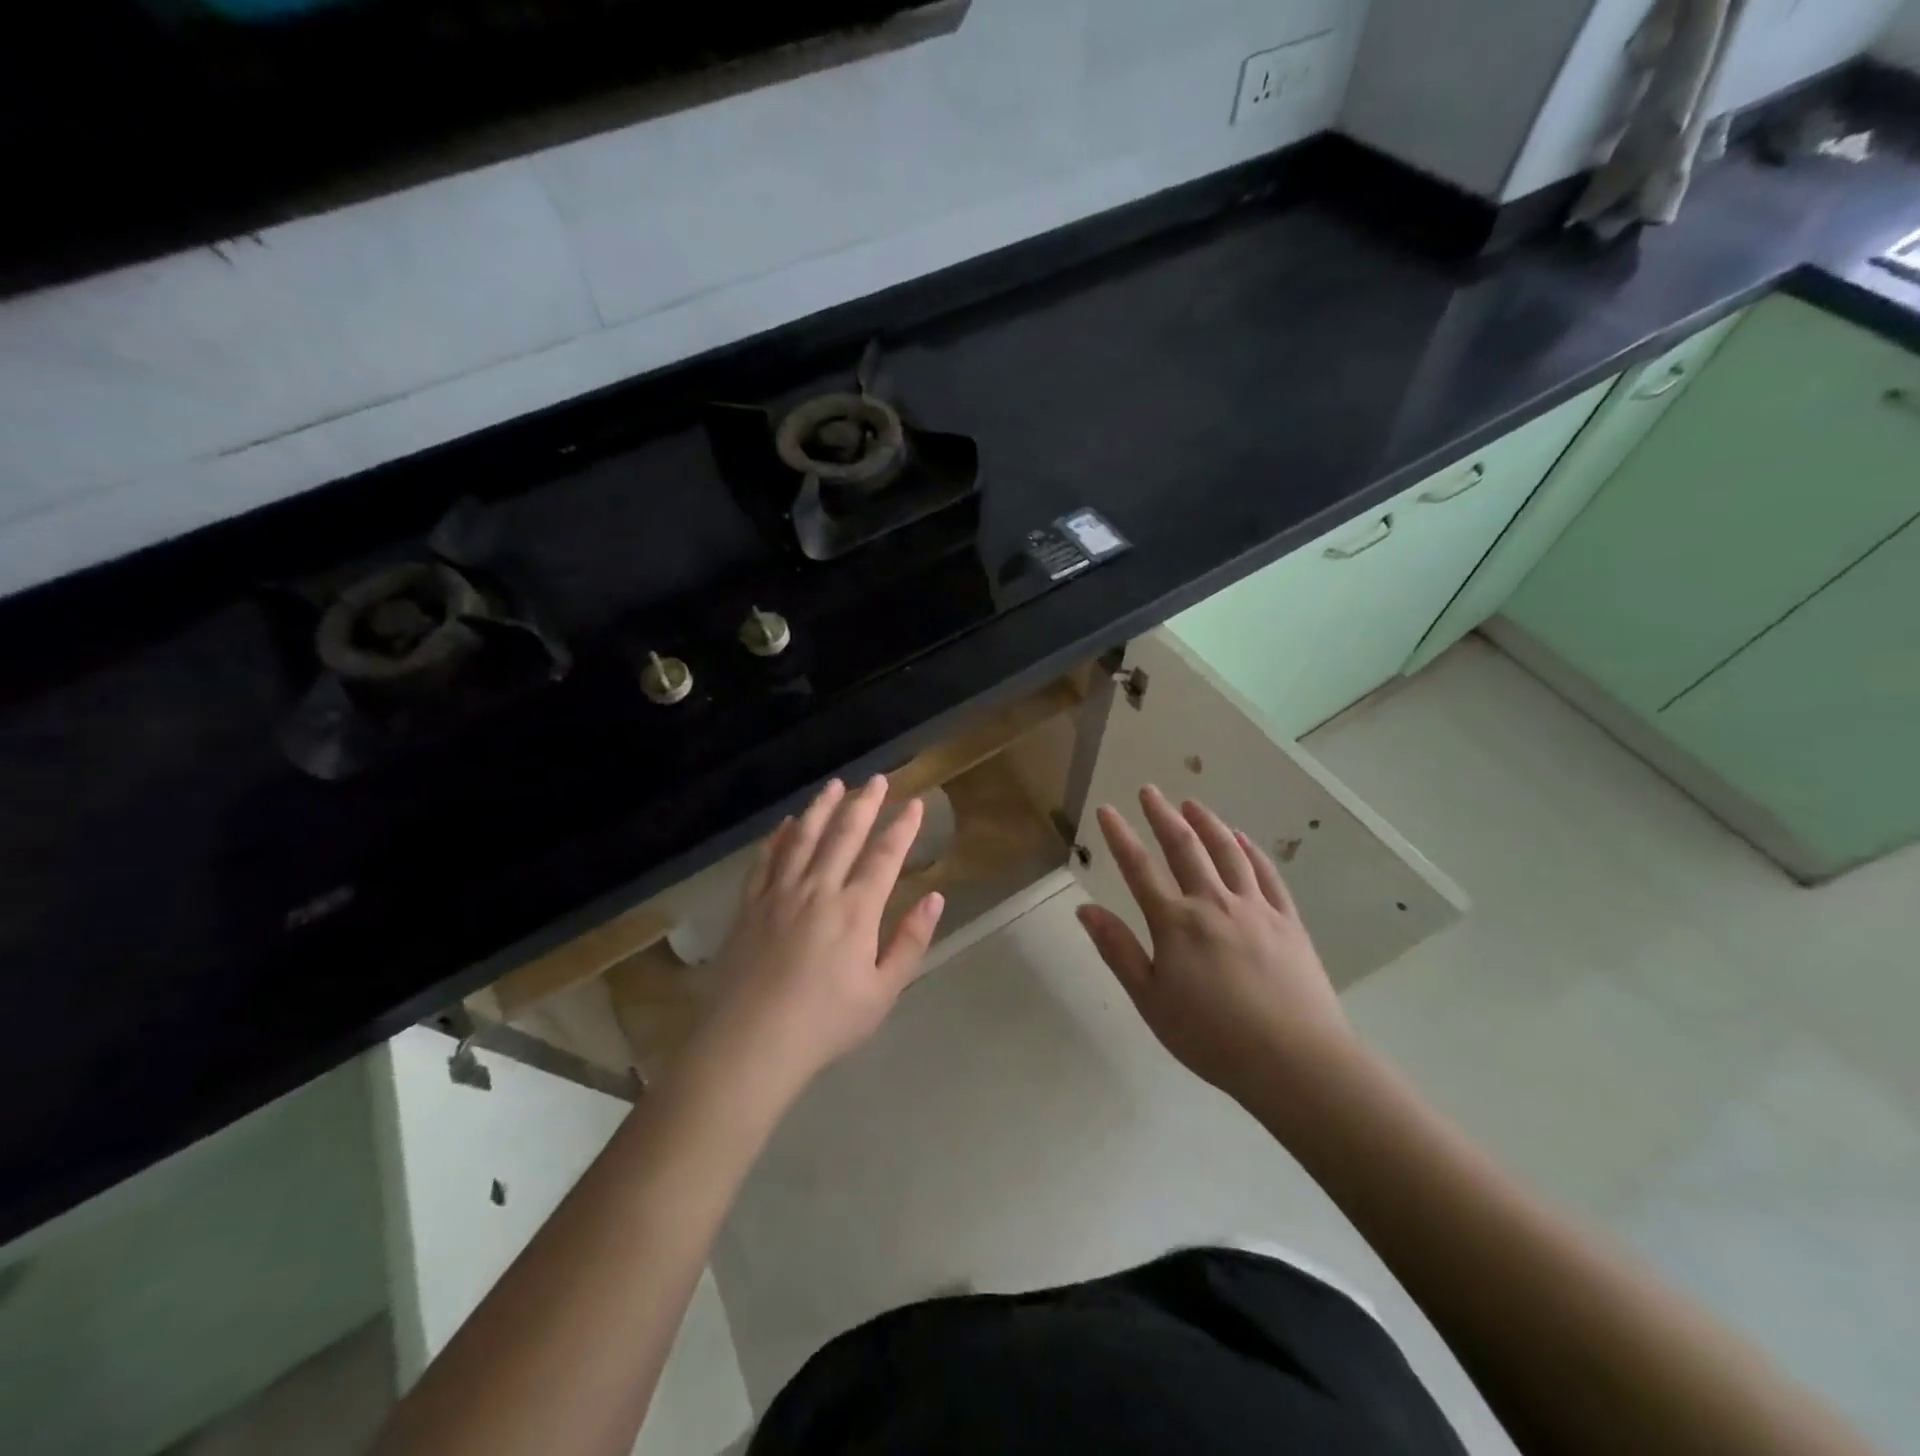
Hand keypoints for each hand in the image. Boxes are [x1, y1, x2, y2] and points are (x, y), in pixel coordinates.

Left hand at [697, 776, 944, 1100]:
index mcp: (856, 911)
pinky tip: (786, 824)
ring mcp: (779, 893)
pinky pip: (766, 859)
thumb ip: (910, 941)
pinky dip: (778, 837)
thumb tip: (935, 898)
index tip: (914, 803)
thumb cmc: (825, 1023)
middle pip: (844, 835)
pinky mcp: (749, 905)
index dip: (902, 827)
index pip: (884, 856)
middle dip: (864, 804)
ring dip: (821, 808)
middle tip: (877, 779)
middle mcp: (819, 889)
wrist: (751, 1042)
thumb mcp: (883, 992)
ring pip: (803, 837)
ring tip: (835, 786)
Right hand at [1075, 786, 1352, 1105]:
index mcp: (1175, 923)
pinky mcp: (1288, 921)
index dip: (1119, 836)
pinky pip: (1266, 874)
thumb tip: (1085, 908)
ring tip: (1192, 804)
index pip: (1139, 868)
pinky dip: (1251, 851)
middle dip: (1162, 815)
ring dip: (1207, 823)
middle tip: (1149, 790)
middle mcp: (1213, 903)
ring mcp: (1255, 908)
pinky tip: (1242, 839)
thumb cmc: (1212, 1037)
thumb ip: (1118, 950)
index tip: (1106, 809)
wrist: (1295, 1061)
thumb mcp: (1150, 1000)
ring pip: (1227, 852)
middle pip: (1184, 847)